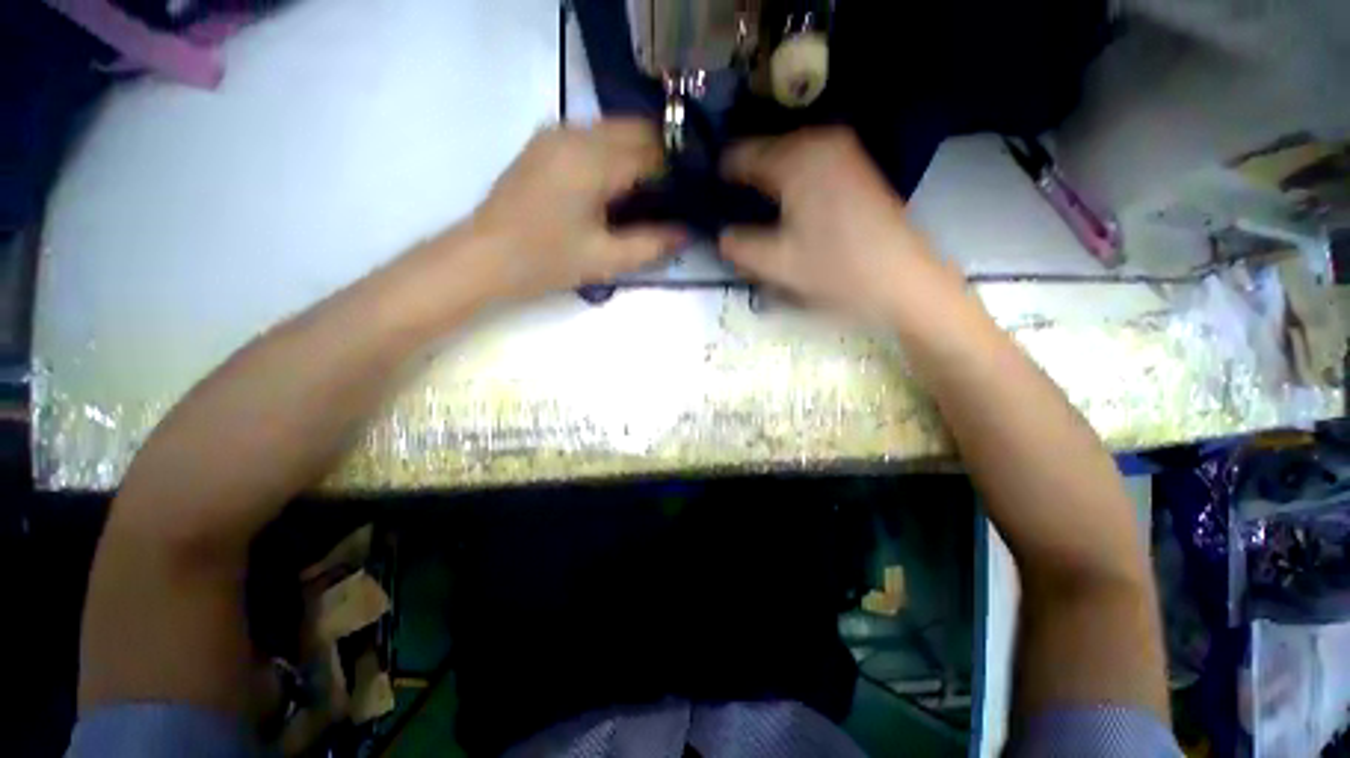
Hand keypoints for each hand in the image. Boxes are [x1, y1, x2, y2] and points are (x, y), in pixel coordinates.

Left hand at [467, 119, 683, 301]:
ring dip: (640, 152)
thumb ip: (652, 244)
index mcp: (592, 161)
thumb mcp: (605, 259)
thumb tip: (687, 232)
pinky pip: (595, 136)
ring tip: (653, 191)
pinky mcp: (546, 142)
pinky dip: (617, 153)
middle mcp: (575, 133)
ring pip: (616, 129)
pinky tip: (621, 185)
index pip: (653, 151)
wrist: (483, 256)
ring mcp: (556, 133)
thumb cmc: (545, 261)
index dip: (680, 169)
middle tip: (677, 193)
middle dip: (663, 156)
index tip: (696, 192)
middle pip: (636, 130)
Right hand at [719, 128, 962, 322]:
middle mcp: (819, 141)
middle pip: (762, 154)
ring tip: (757, 217)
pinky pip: (807, 167)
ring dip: (767, 186)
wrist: (903, 279)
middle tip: (732, 216)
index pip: (737, 156)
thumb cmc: (837, 270)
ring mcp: (842, 151)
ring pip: (785, 161)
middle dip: (744, 183)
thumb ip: (736, 246)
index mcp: (796, 158)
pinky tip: (788, 213)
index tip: (705, 202)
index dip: (717, 179)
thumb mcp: (776, 264)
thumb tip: (720, 234)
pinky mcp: (854, 166)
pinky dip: (790, 185)